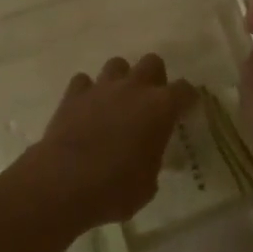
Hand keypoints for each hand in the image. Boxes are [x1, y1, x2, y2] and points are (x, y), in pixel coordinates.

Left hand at [17, 54, 194, 229]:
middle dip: (155, 78)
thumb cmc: (115, 189)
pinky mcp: (73, 94)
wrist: (64, 183)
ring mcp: (102, 87)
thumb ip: (153, 160)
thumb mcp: (148, 184)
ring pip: (117, 64)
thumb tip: (149, 156)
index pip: (184, 90)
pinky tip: (86, 109)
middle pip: (152, 62)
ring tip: (117, 102)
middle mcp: (133, 88)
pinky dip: (87, 92)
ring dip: (120, 80)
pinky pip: (84, 81)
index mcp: (160, 108)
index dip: (188, 98)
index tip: (187, 109)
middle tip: (150, 102)